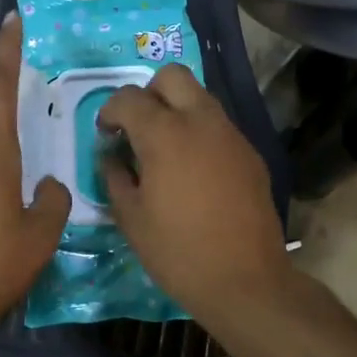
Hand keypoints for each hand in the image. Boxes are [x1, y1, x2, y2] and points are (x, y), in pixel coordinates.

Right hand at [99, 64, 294, 324]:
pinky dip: (200, 134)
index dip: (110, 111)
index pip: (129, 98)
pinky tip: (194, 172)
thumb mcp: (131, 218)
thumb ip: (115, 177)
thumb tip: (112, 157)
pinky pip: (219, 127)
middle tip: (137, 128)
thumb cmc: (177, 252)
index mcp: (165, 134)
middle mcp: (201, 122)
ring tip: (165, 150)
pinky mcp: (250, 154)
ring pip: (201, 98)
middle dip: (148, 93)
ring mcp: (231, 136)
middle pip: (172, 77)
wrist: (244, 279)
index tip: (106, 134)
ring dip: (177, 110)